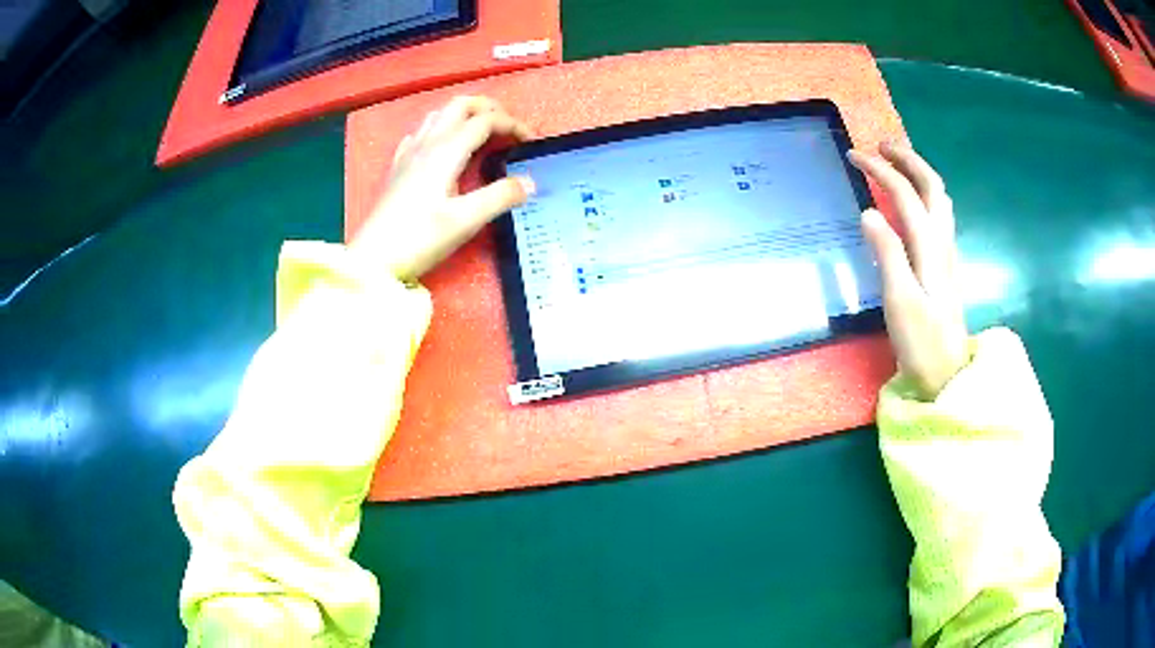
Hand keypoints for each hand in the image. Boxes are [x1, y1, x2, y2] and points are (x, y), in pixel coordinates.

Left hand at [352, 96, 535, 280]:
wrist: (373, 258)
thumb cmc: (419, 238)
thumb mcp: (465, 221)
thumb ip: (500, 197)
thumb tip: (529, 182)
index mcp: (446, 151)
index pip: (485, 121)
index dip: (512, 124)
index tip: (531, 141)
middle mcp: (427, 143)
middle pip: (460, 105)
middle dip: (489, 108)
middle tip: (509, 127)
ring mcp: (409, 153)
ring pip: (440, 114)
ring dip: (465, 114)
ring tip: (482, 132)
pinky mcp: (398, 167)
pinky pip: (422, 133)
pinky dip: (441, 129)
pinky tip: (444, 146)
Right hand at [849, 142, 968, 399]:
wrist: (948, 374)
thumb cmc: (921, 342)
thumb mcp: (900, 300)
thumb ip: (888, 254)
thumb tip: (869, 211)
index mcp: (929, 248)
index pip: (905, 194)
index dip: (880, 170)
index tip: (854, 155)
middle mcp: (942, 242)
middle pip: (932, 186)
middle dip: (907, 159)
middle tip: (881, 145)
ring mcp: (947, 253)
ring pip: (940, 199)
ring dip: (919, 173)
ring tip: (897, 162)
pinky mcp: (946, 265)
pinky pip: (939, 214)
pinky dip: (925, 193)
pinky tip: (914, 200)